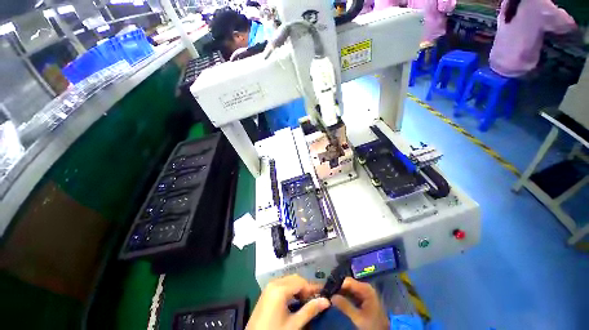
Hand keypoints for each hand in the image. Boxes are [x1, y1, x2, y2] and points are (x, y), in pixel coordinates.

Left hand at [246, 275, 330, 329]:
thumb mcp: (293, 324)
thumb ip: (310, 310)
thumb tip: (326, 301)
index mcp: (280, 289)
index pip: (301, 282)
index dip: (313, 288)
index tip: (324, 294)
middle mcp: (274, 283)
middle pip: (295, 279)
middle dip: (306, 287)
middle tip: (315, 299)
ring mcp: (269, 287)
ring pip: (288, 281)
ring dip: (298, 288)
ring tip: (307, 301)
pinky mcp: (266, 293)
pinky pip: (282, 285)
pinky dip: (290, 290)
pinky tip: (295, 301)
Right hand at [330, 277, 389, 329]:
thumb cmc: (372, 325)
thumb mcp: (358, 317)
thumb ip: (345, 306)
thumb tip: (331, 296)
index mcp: (365, 288)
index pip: (347, 281)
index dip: (338, 285)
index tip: (328, 290)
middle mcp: (365, 286)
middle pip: (348, 283)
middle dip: (338, 288)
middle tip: (328, 293)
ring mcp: (364, 291)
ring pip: (349, 288)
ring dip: (341, 292)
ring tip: (331, 296)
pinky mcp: (363, 297)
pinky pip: (352, 293)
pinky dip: (345, 296)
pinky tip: (338, 299)